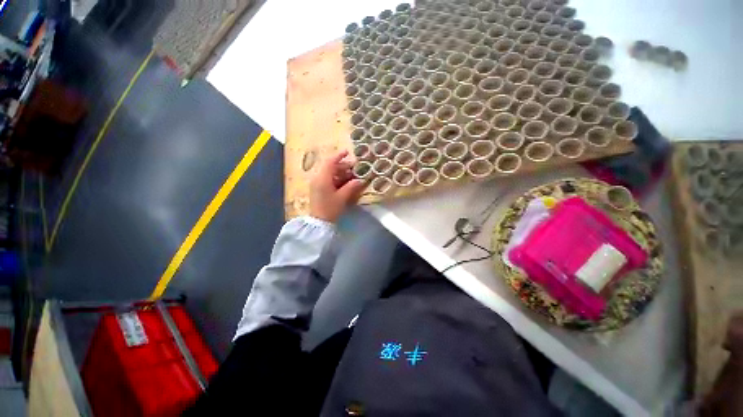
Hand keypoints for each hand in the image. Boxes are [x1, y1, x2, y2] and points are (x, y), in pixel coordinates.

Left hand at [310, 150, 366, 222]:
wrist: (319, 222)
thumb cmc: (330, 209)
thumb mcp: (342, 197)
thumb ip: (351, 187)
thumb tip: (361, 180)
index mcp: (322, 178)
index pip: (330, 162)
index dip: (339, 156)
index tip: (348, 152)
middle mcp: (317, 178)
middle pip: (330, 167)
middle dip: (342, 166)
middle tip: (354, 168)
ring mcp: (317, 184)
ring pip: (329, 173)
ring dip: (340, 173)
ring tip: (352, 176)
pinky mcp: (318, 189)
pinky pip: (327, 179)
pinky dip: (336, 179)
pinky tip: (345, 182)